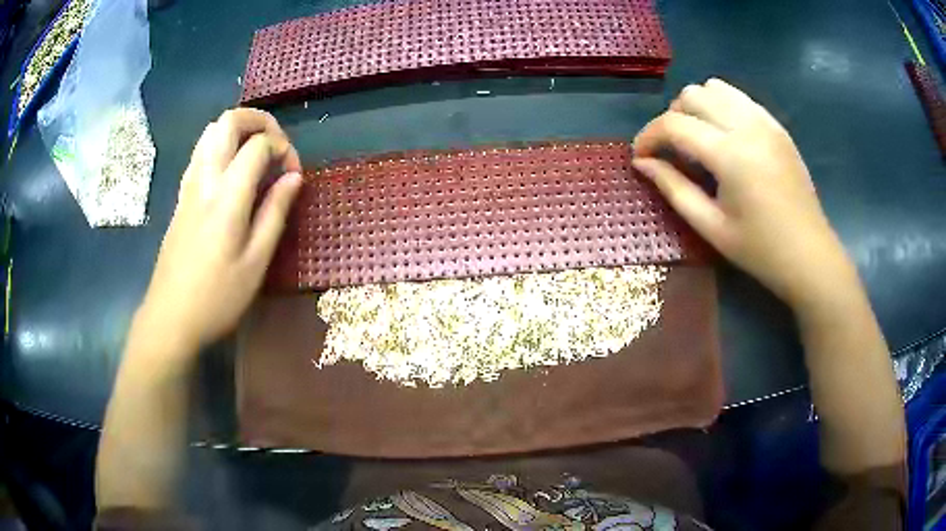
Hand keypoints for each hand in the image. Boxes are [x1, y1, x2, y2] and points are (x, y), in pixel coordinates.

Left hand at [138, 108, 302, 351]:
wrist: (170, 317)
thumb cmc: (217, 297)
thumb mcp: (256, 262)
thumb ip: (275, 212)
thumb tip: (294, 177)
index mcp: (227, 195)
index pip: (259, 144)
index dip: (283, 149)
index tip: (293, 175)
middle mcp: (204, 179)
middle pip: (229, 121)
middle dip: (259, 121)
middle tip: (276, 145)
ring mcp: (188, 185)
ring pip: (210, 131)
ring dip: (238, 130)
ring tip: (256, 154)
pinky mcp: (180, 196)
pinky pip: (200, 152)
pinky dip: (221, 146)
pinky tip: (232, 172)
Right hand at [632, 78, 854, 309]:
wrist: (810, 256)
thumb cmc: (760, 250)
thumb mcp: (711, 227)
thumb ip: (673, 189)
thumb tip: (642, 163)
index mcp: (730, 155)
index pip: (674, 124)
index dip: (648, 136)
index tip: (640, 156)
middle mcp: (747, 126)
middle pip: (692, 95)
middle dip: (673, 118)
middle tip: (673, 152)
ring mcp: (765, 122)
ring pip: (716, 88)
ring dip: (698, 107)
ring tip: (699, 139)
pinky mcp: (777, 126)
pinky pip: (740, 98)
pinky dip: (722, 107)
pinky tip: (725, 137)